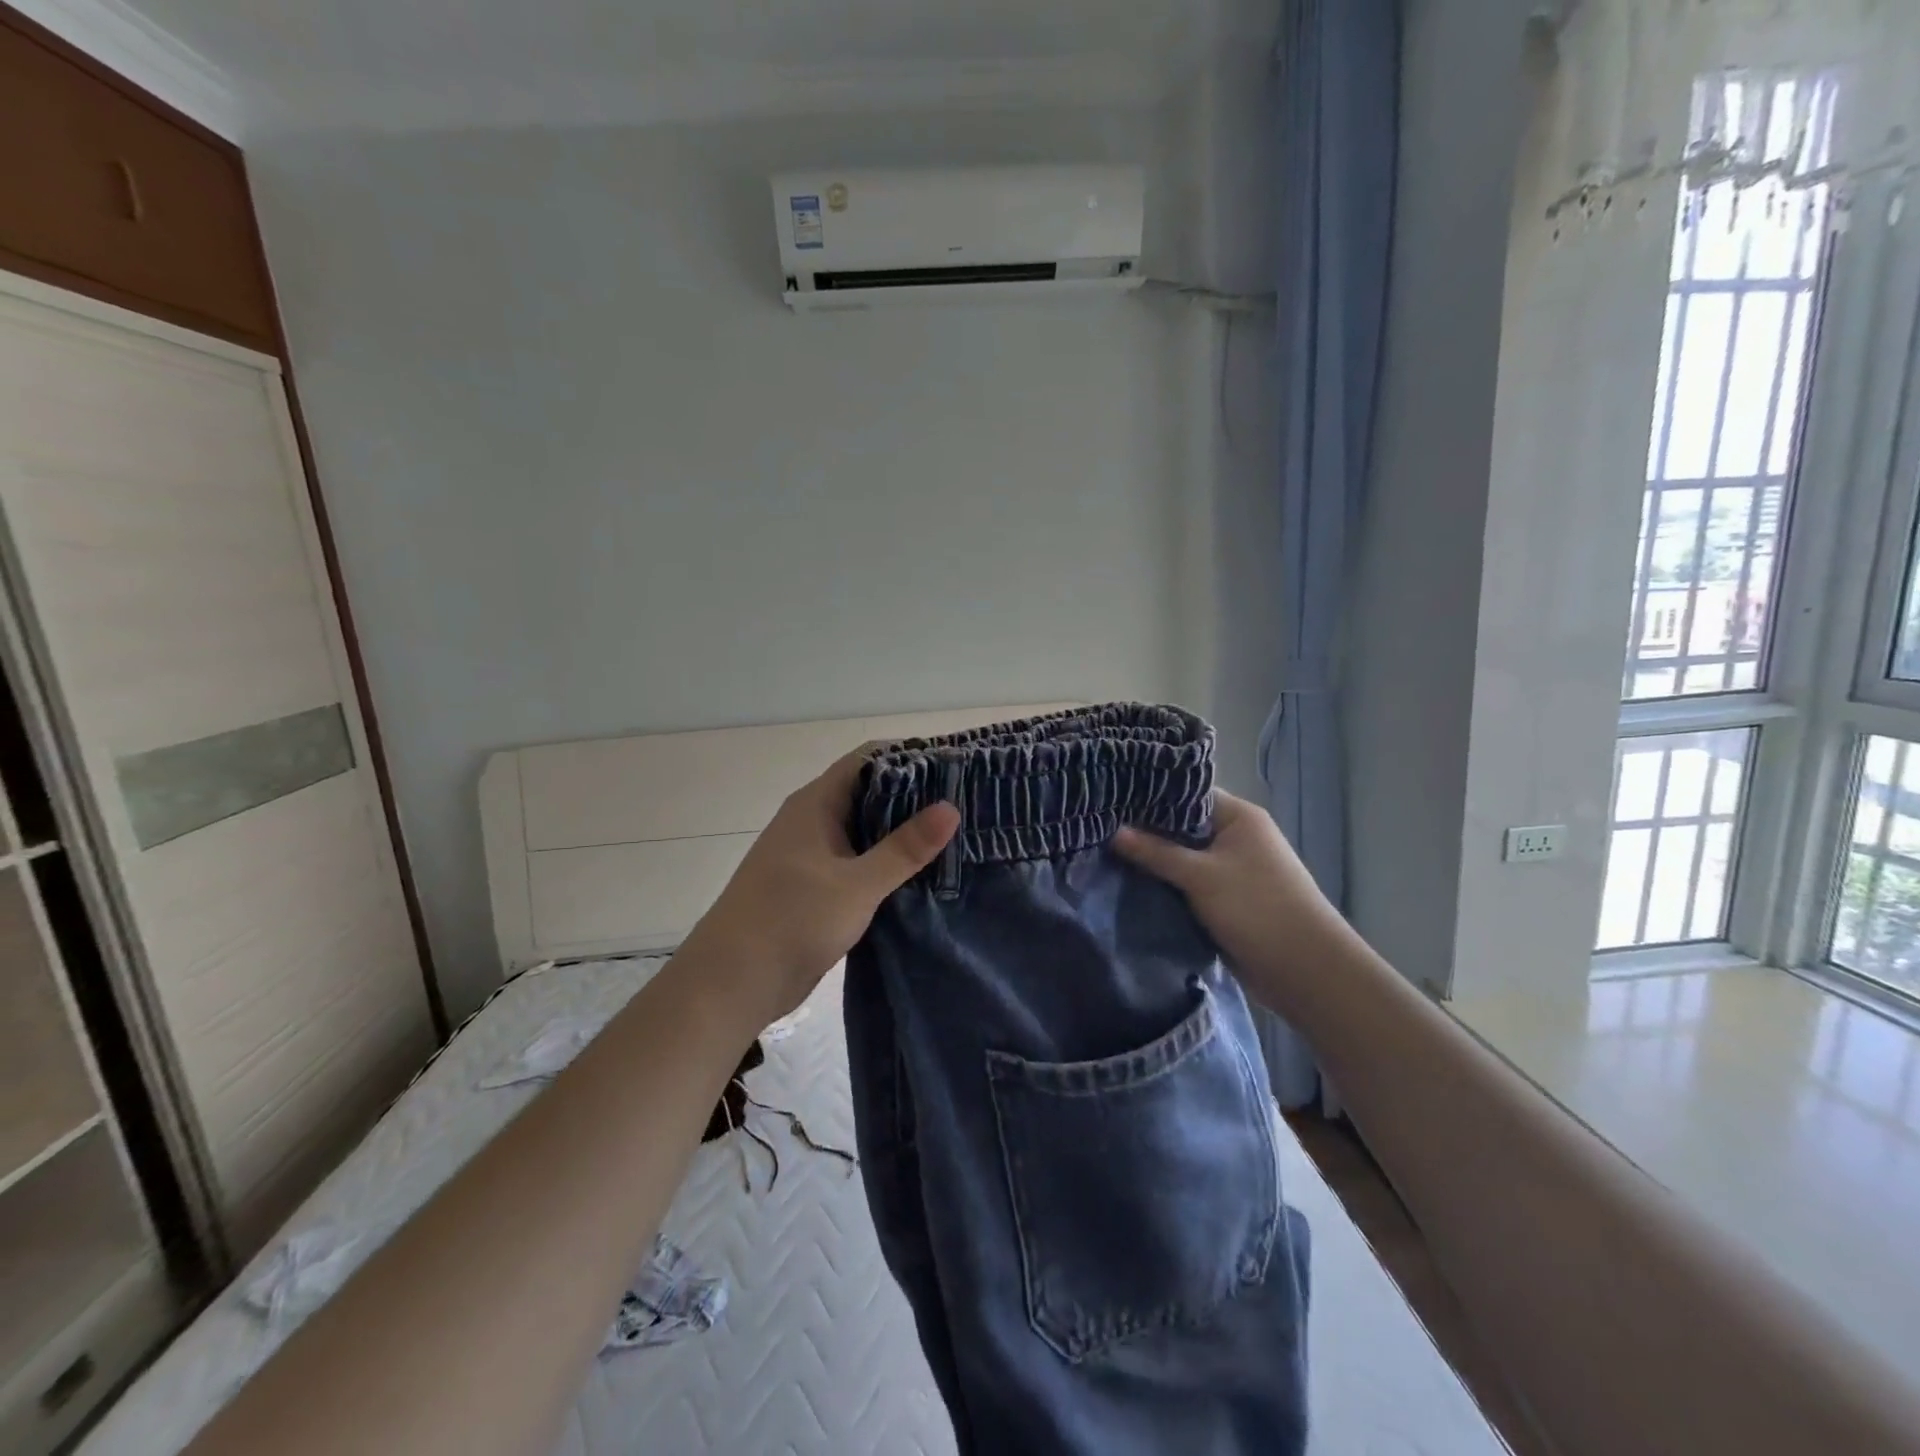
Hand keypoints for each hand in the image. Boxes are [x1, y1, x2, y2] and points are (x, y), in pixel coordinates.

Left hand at [683, 749, 959, 1029]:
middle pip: (870, 793)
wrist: (731, 984)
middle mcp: (813, 821)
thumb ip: (905, 848)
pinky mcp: (816, 887)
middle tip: (966, 804)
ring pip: (866, 831)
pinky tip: (923, 875)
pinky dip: (888, 864)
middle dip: (914, 797)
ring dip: (903, 834)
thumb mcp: (857, 884)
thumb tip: (951, 808)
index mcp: (816, 804)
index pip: (868, 760)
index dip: (910, 757)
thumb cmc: (791, 921)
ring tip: (956, 837)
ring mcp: (813, 855)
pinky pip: (859, 862)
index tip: (955, 765)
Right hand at [1114, 791, 1350, 1014]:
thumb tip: (1114, 832)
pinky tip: (1130, 883)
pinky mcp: (1225, 900)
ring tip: (1105, 853)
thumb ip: (1156, 852)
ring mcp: (1231, 870)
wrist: (1305, 971)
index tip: (1111, 798)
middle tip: (1100, 827)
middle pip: (1182, 826)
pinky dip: (1166, 885)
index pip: (1187, 793)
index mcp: (1239, 818)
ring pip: (1182, 858)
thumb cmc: (1257, 909)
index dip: (1151, 795)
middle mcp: (1236, 838)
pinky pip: (1188, 884)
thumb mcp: (1201, 876)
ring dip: (1154, 861)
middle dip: (1146, 831)